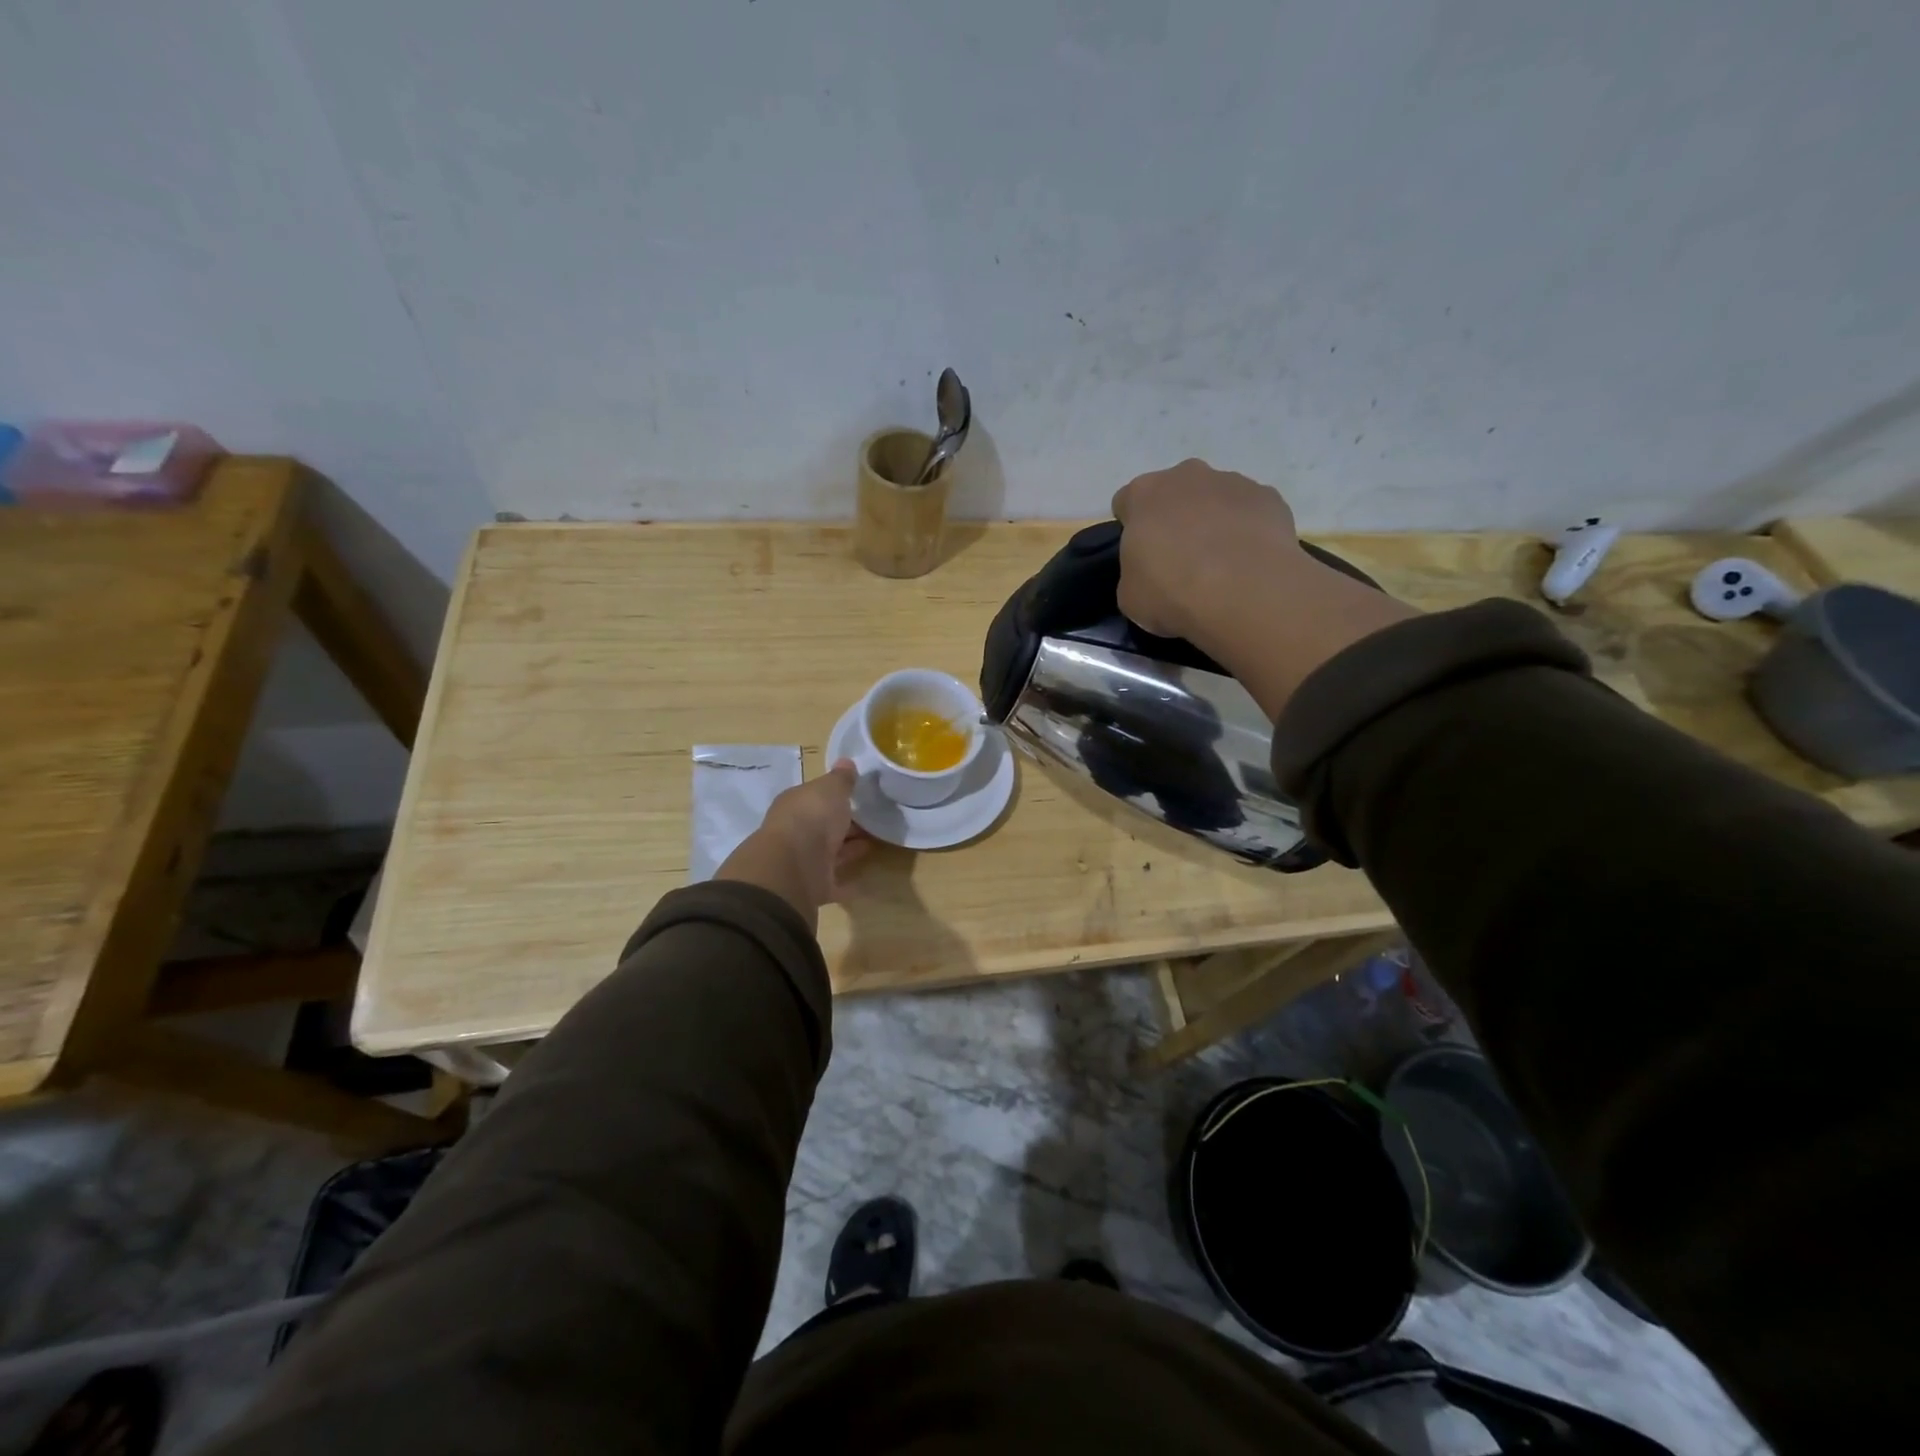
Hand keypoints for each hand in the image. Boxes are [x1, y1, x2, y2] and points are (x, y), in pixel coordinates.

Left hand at [715, 760, 869, 928]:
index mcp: (795, 805)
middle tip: (874, 821)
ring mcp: (803, 862)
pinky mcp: (812, 887)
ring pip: (829, 853)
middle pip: (823, 827)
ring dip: (848, 850)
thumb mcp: (831, 788)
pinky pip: (834, 883)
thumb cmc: (812, 817)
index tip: (860, 798)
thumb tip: (845, 761)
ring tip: (875, 844)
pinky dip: (847, 882)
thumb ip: (841, 778)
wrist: (795, 866)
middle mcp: (796, 832)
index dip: (836, 797)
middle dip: (845, 825)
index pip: (816, 798)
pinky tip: (864, 880)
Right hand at [1111, 460, 1304, 651]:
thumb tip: (1149, 573)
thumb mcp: (1130, 596)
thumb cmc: (1172, 592)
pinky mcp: (1269, 497)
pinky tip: (1249, 563)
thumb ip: (1134, 573)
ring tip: (1221, 566)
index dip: (1132, 529)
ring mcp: (1232, 482)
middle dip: (1175, 518)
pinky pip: (1250, 512)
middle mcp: (1187, 476)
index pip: (1127, 502)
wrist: (1244, 592)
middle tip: (1181, 560)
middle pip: (1174, 492)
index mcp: (1144, 494)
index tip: (1141, 557)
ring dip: (1213, 522)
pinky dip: (1247, 531)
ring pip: (1215, 498)